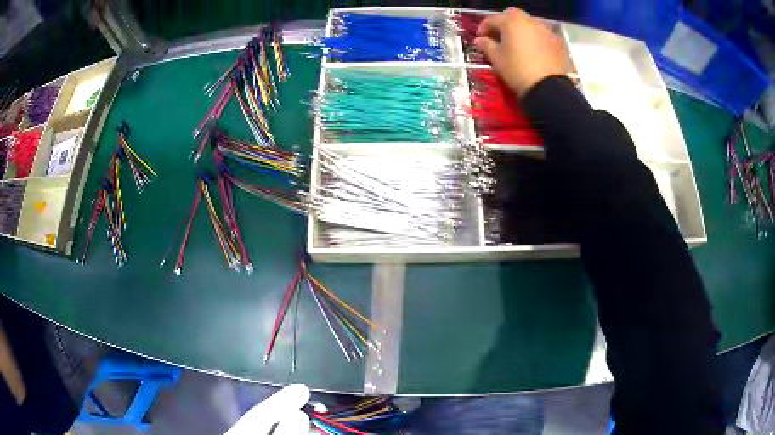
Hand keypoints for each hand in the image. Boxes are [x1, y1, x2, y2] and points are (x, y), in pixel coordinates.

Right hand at [474, 8, 570, 96]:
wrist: (549, 88)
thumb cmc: (517, 70)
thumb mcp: (497, 59)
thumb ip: (486, 45)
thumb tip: (479, 40)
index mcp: (512, 22)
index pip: (492, 19)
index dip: (484, 27)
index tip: (480, 38)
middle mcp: (530, 21)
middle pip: (513, 15)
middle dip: (504, 23)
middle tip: (500, 36)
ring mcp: (546, 31)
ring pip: (530, 24)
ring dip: (521, 30)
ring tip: (518, 44)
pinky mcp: (558, 43)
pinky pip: (543, 36)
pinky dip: (535, 39)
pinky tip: (534, 51)